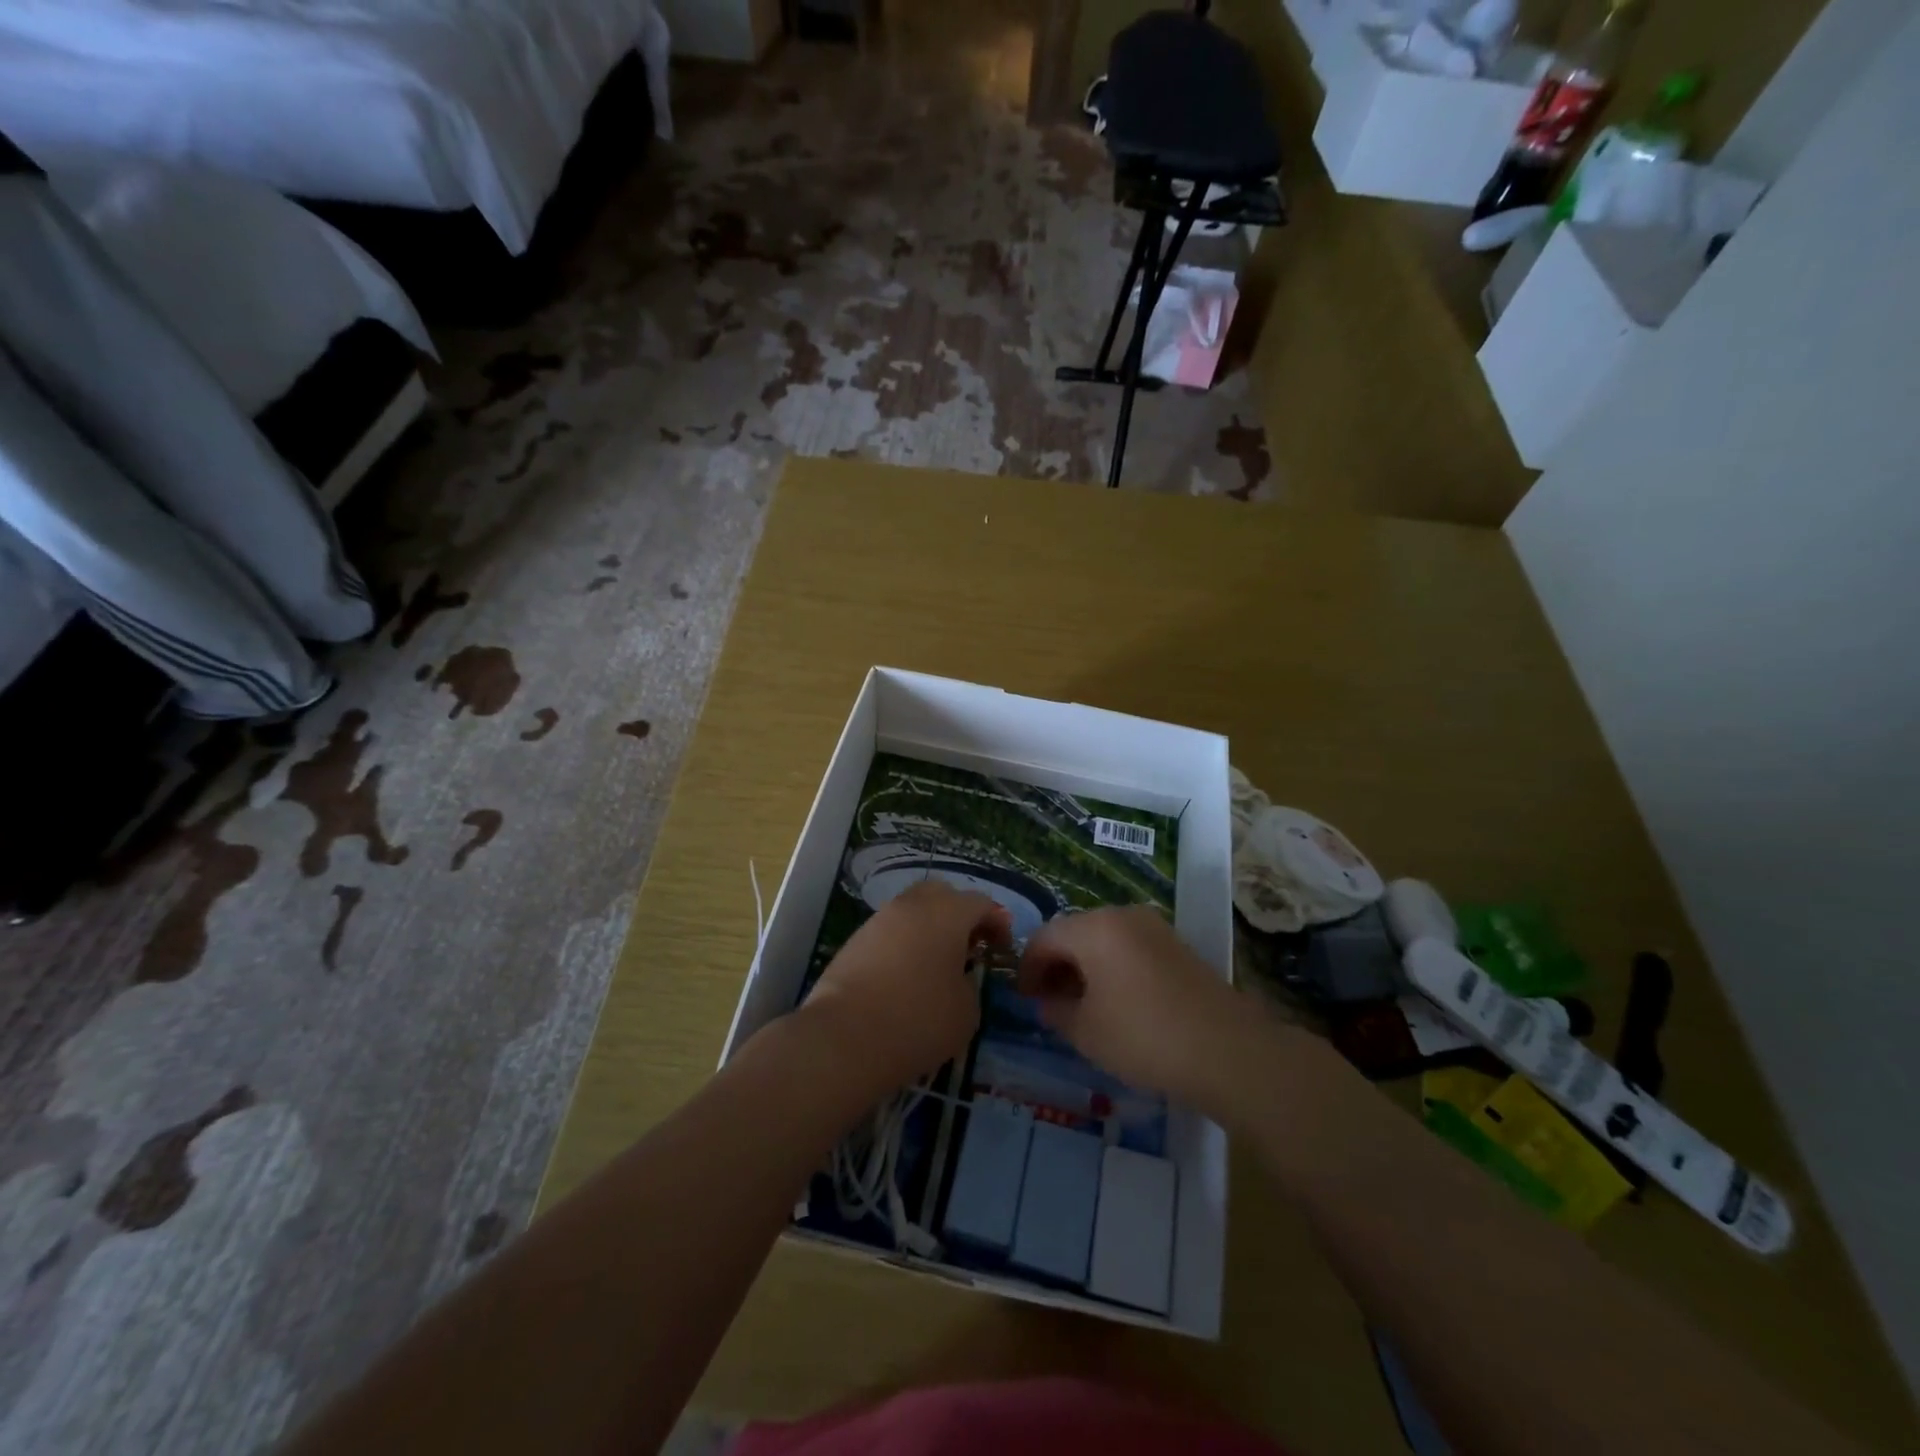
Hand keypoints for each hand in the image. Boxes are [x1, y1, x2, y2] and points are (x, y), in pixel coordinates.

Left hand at [800, 880, 1009, 1093]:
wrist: (844, 1037)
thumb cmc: (918, 1020)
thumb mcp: (967, 1011)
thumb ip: (970, 985)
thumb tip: (958, 977)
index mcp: (947, 913)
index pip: (981, 902)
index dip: (997, 922)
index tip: (1001, 948)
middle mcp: (913, 905)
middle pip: (943, 894)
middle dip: (960, 914)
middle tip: (970, 946)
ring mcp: (879, 919)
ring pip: (913, 909)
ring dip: (930, 927)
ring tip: (937, 963)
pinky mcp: (855, 939)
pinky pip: (891, 930)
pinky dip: (905, 942)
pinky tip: (907, 974)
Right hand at [1016, 907, 1243, 1104]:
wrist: (1227, 1050)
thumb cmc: (1144, 1037)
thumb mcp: (1086, 1031)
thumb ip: (1056, 1010)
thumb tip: (1048, 1000)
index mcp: (1093, 928)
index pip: (1044, 938)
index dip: (1027, 967)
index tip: (1023, 998)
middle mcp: (1121, 915)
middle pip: (1074, 932)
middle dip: (1056, 964)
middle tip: (1049, 1001)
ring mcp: (1153, 927)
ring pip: (1103, 939)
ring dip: (1084, 965)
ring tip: (1081, 1004)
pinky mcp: (1176, 945)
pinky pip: (1129, 947)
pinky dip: (1112, 966)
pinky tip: (1116, 1001)